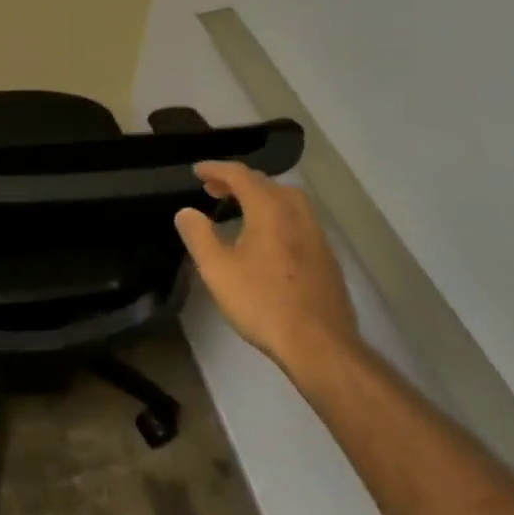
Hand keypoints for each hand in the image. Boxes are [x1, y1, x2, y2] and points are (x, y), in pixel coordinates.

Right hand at [173, 160, 358, 378]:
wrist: (319, 345)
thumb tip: (186, 212)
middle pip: (267, 183)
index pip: (241, 175)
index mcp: (269, 210)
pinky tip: (267, 239)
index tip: (197, 171)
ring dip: (261, 197)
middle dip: (238, 181)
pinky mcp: (326, 258)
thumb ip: (198, 235)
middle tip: (214, 190)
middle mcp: (297, 214)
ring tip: (239, 210)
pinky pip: (298, 220)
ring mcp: (317, 236)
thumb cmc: (262, 302)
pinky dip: (277, 215)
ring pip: (287, 201)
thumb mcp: (217, 269)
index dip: (216, 169)